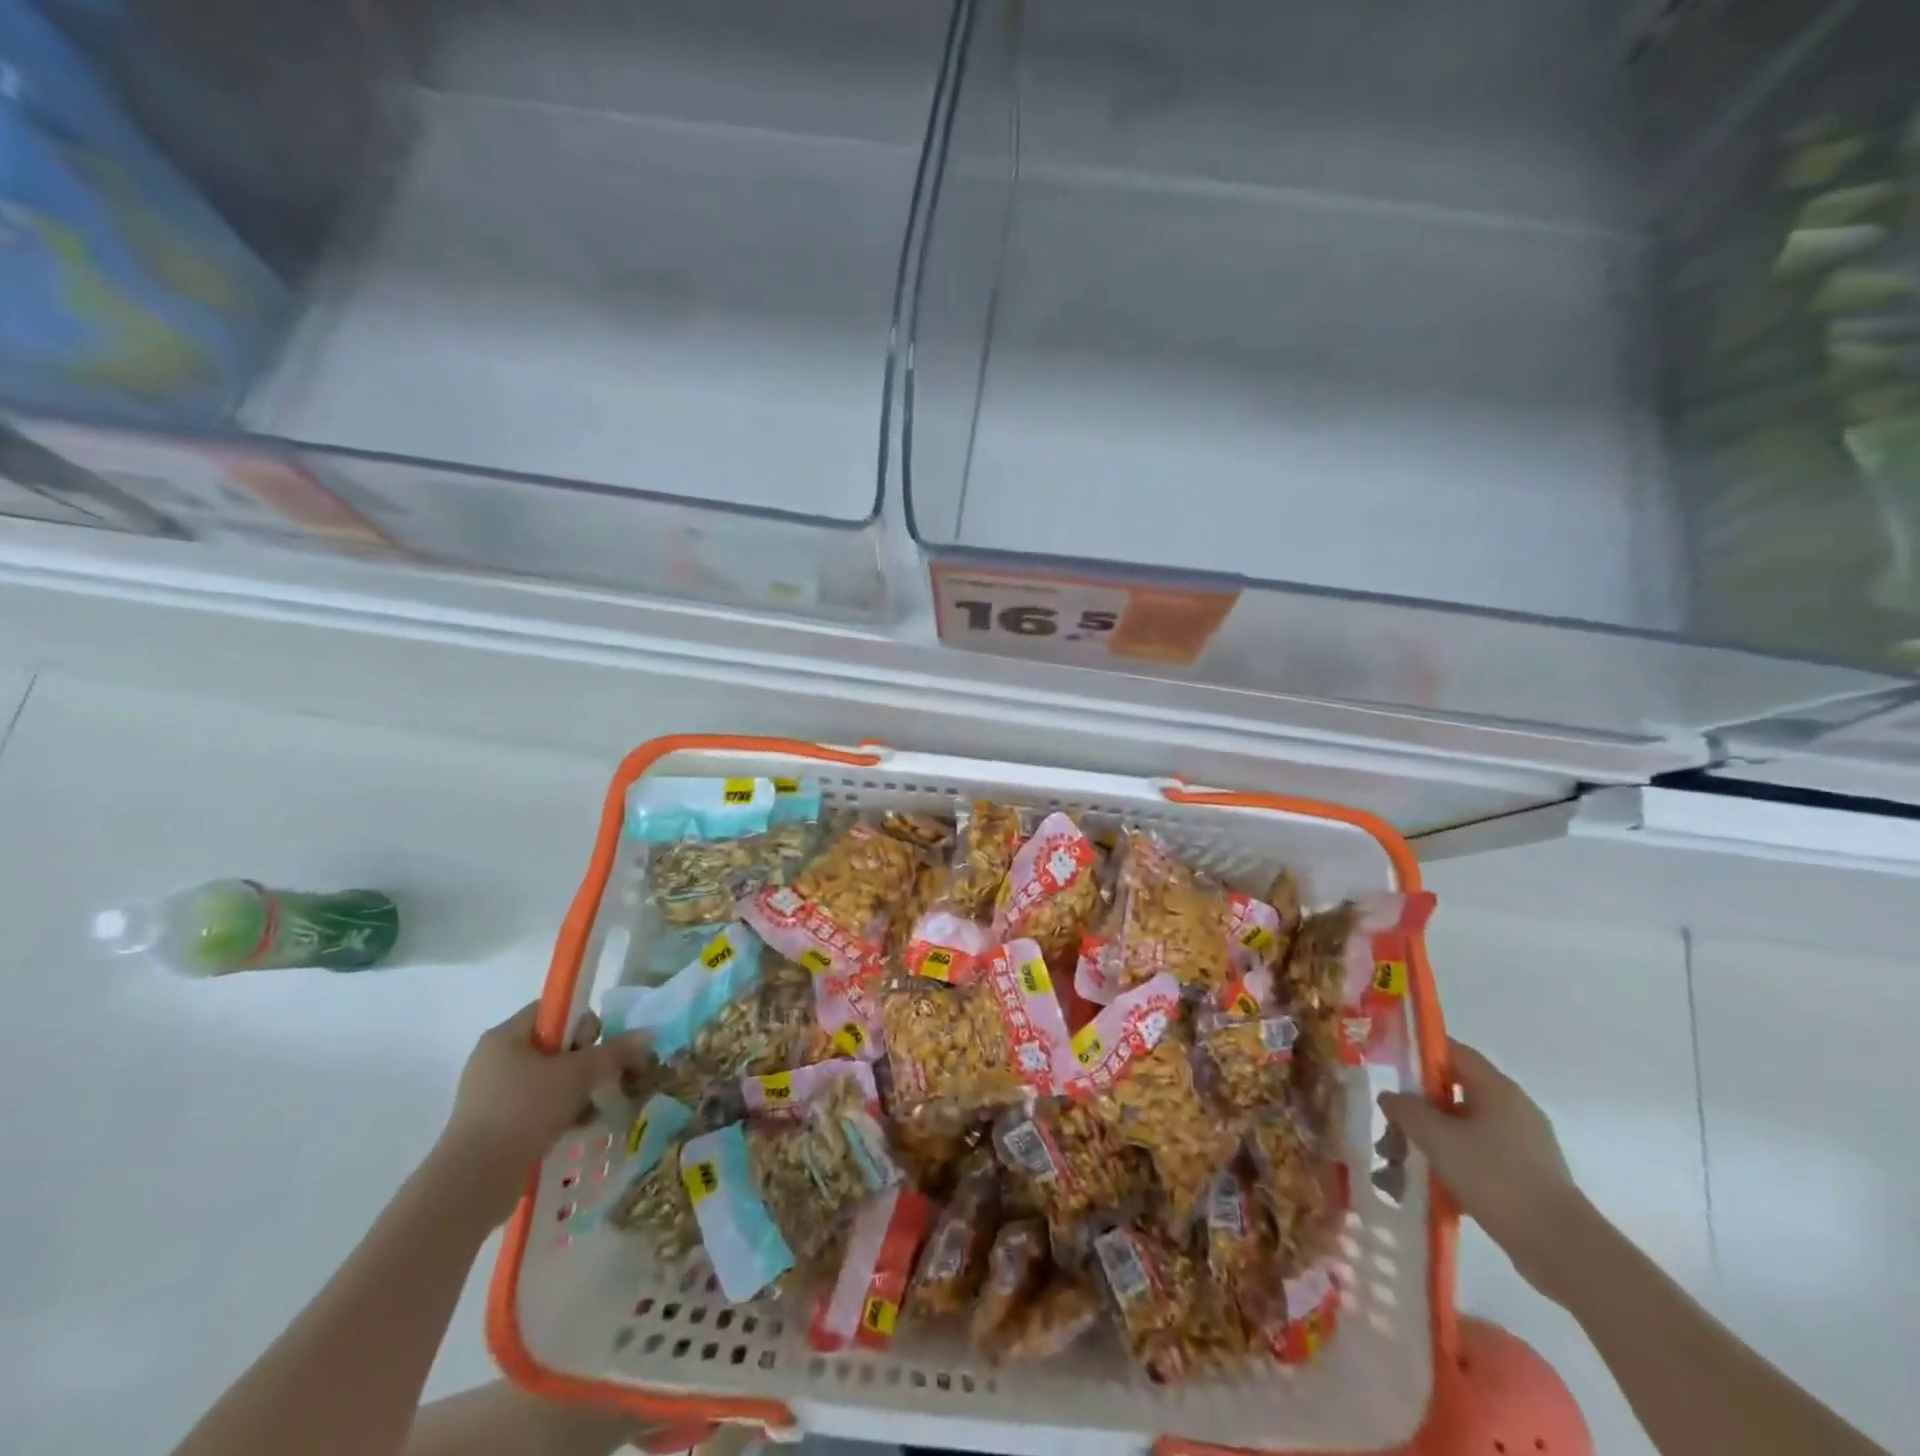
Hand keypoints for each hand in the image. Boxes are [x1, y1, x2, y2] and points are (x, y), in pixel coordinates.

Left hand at [431, 1002, 647, 1224]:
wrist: (472, 1183)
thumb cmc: (523, 1111)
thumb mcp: (577, 1075)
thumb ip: (614, 1052)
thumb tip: (648, 1034)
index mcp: (506, 1036)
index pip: (554, 1010)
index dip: (581, 1022)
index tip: (594, 1047)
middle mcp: (495, 1059)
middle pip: (555, 1045)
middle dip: (584, 1061)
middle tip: (596, 1080)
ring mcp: (492, 1095)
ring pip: (549, 1079)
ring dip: (576, 1090)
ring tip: (591, 1109)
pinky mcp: (494, 1126)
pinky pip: (537, 1107)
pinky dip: (560, 1113)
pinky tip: (577, 1127)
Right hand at [1379, 1039, 1586, 1297]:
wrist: (1562, 1249)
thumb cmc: (1496, 1178)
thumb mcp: (1437, 1138)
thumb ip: (1406, 1109)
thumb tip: (1391, 1097)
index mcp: (1497, 1089)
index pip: (1452, 1052)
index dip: (1418, 1054)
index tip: (1388, 1069)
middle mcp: (1511, 1109)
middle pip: (1450, 1095)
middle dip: (1414, 1114)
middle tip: (1389, 1134)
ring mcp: (1520, 1146)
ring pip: (1459, 1131)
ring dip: (1426, 1145)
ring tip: (1397, 1172)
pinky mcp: (1523, 1177)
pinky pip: (1475, 1159)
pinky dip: (1448, 1168)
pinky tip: (1426, 1191)